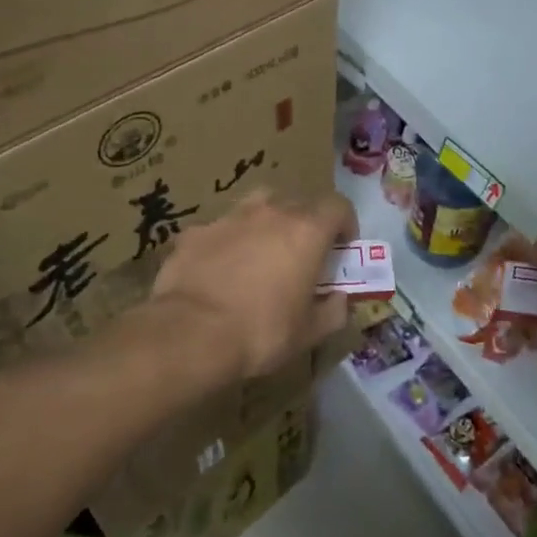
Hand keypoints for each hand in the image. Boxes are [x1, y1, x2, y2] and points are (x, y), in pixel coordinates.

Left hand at [149, 189, 356, 382]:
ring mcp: (230, 217)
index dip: (345, 224)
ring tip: (261, 251)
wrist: (191, 334)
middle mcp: (271, 212)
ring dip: (267, 222)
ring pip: (258, 205)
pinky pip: (221, 228)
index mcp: (307, 231)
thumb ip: (333, 310)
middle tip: (302, 255)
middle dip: (306, 224)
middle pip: (299, 203)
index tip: (342, 248)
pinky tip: (220, 269)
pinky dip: (228, 242)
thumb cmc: (261, 332)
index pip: (338, 206)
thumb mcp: (309, 332)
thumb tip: (339, 299)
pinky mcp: (196, 231)